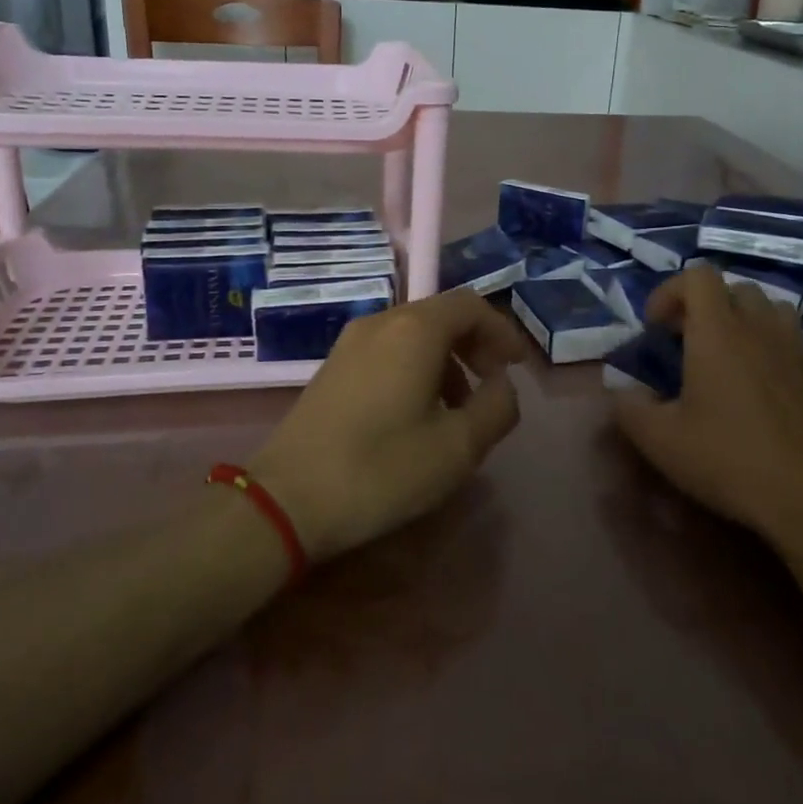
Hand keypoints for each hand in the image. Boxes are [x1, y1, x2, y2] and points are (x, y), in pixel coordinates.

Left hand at [249, 289, 531, 563]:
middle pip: (441, 314)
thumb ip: (497, 408)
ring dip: (446, 360)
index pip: (470, 305)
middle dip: (475, 345)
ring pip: (413, 334)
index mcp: (415, 330)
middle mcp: (381, 323)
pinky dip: (416, 367)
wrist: (286, 499)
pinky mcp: (332, 367)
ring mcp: (350, 343)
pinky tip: (416, 414)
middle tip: (491, 385)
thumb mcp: (458, 447)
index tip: (516, 367)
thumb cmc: (381, 469)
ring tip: (457, 409)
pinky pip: (388, 350)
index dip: (501, 331)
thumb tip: (503, 386)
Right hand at [611, 265, 802, 537]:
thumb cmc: (729, 458)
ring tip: (726, 355)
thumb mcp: (660, 440)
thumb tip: (621, 392)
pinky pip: (791, 340)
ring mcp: (795, 349)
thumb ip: (630, 408)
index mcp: (718, 331)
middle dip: (706, 305)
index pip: (698, 275)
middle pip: (734, 288)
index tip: (656, 328)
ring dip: (743, 319)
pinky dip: (770, 347)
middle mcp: (759, 327)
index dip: (670, 292)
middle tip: (687, 341)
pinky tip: (759, 387)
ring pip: (769, 308)